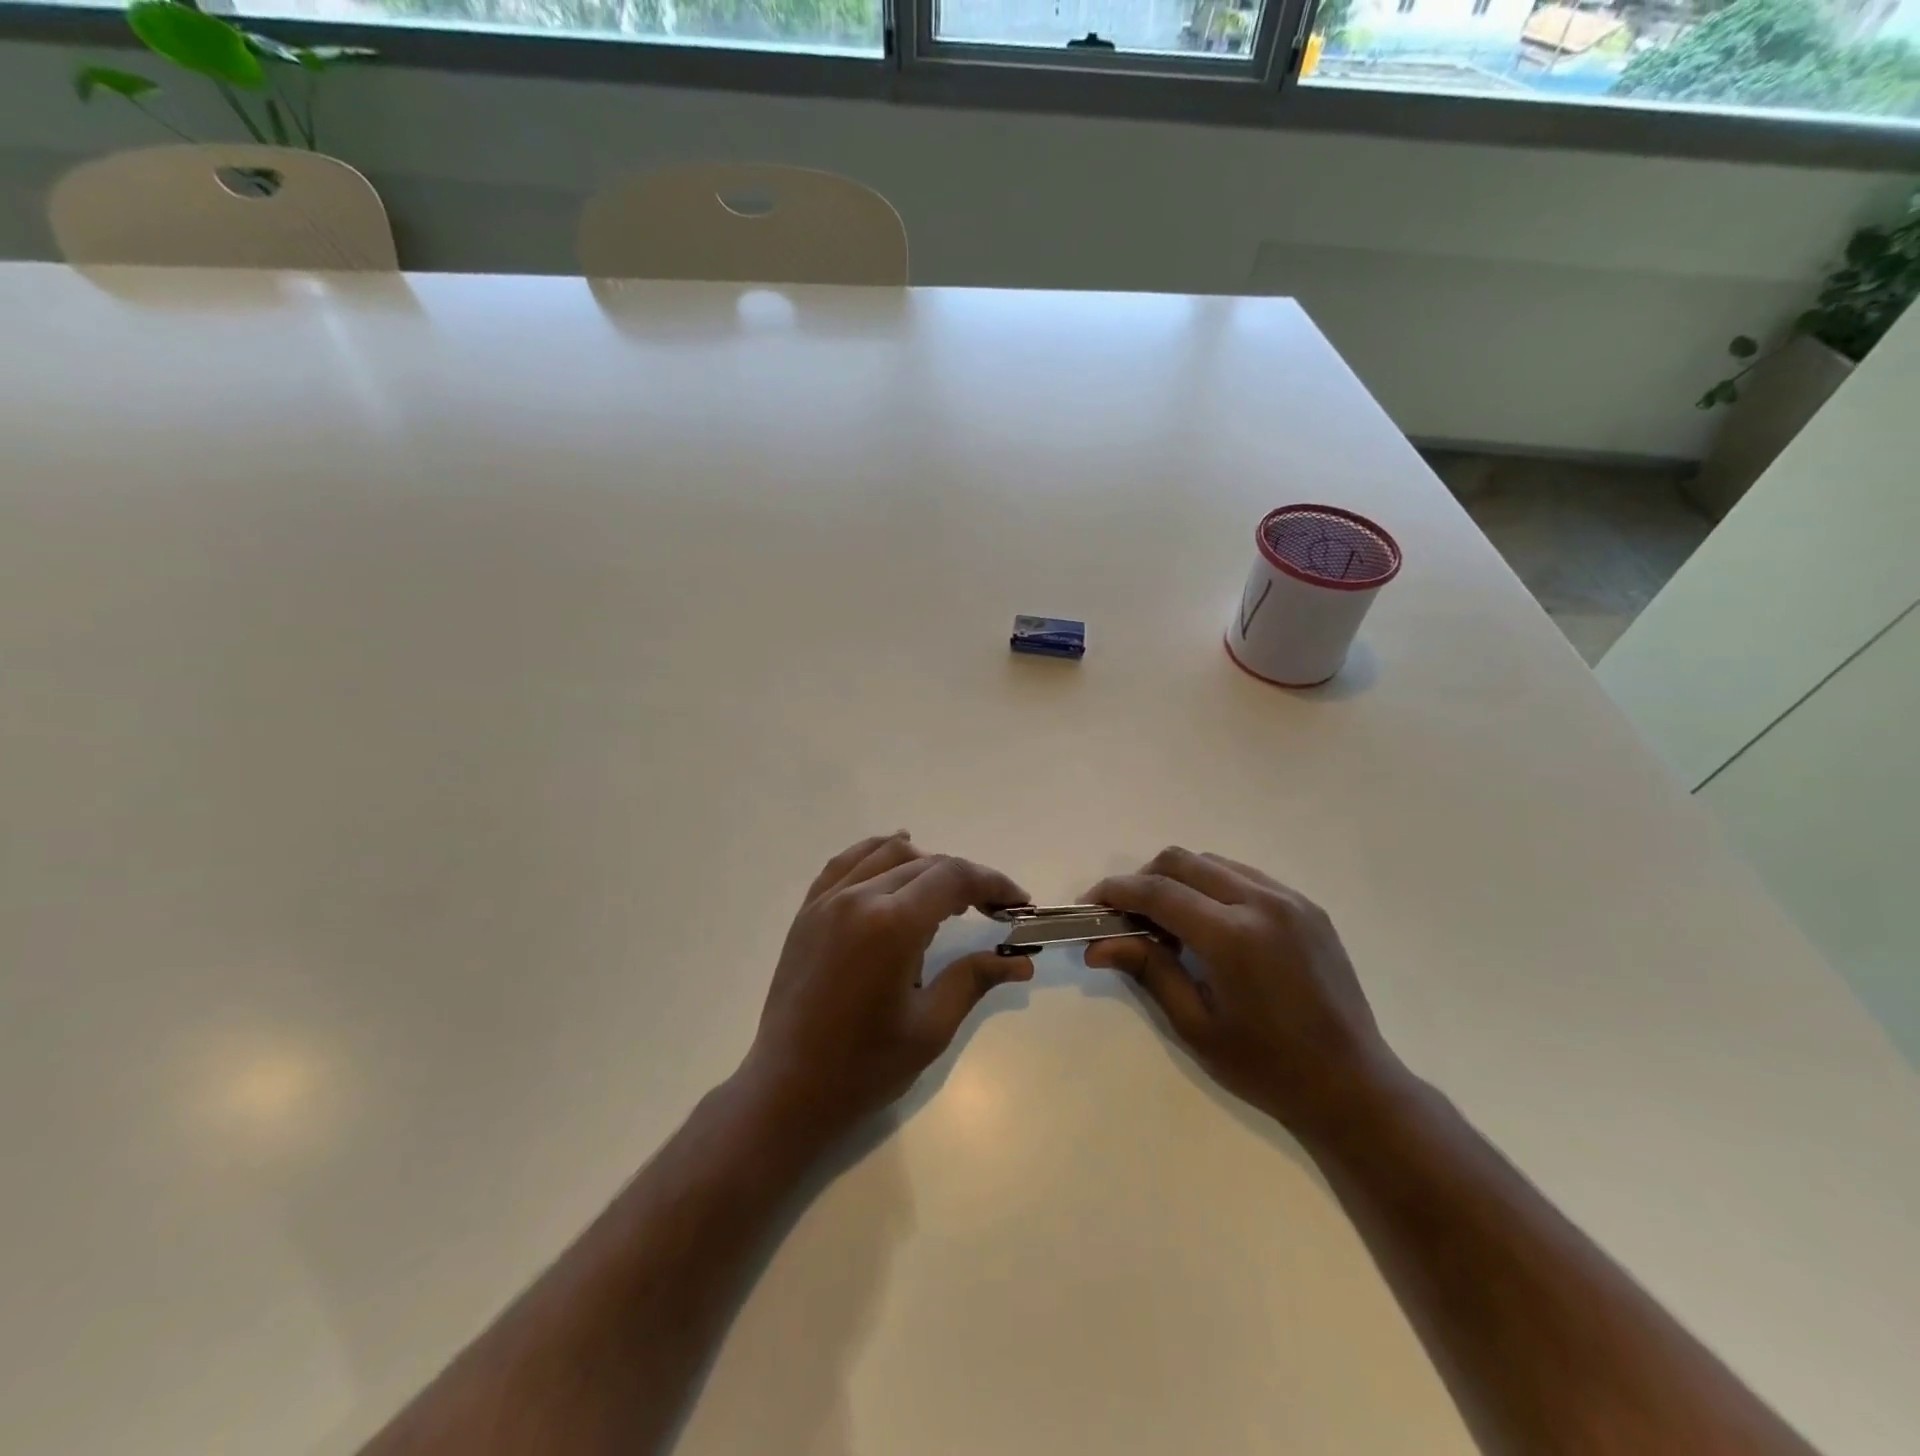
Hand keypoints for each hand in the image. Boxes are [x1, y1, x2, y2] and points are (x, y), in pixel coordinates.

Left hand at [741, 833, 1033, 1143]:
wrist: (787, 1089)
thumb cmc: (865, 1067)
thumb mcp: (930, 1028)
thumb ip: (974, 979)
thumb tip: (1021, 961)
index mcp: (893, 924)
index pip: (954, 878)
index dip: (993, 883)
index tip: (1018, 903)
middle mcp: (859, 898)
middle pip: (926, 864)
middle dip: (966, 879)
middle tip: (994, 908)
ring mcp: (828, 900)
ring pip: (887, 854)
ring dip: (927, 864)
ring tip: (950, 893)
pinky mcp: (808, 911)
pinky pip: (846, 863)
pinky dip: (877, 852)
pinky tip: (895, 851)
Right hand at [1084, 848, 1397, 1138]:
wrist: (1353, 1085)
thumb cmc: (1267, 1067)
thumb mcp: (1196, 1026)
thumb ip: (1148, 971)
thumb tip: (1097, 944)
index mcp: (1234, 937)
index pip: (1158, 892)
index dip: (1115, 892)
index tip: (1088, 906)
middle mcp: (1262, 903)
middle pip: (1182, 861)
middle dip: (1142, 880)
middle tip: (1125, 917)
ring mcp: (1290, 900)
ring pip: (1212, 863)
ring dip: (1178, 880)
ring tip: (1166, 923)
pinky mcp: (1306, 906)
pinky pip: (1244, 876)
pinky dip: (1212, 887)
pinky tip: (1209, 925)